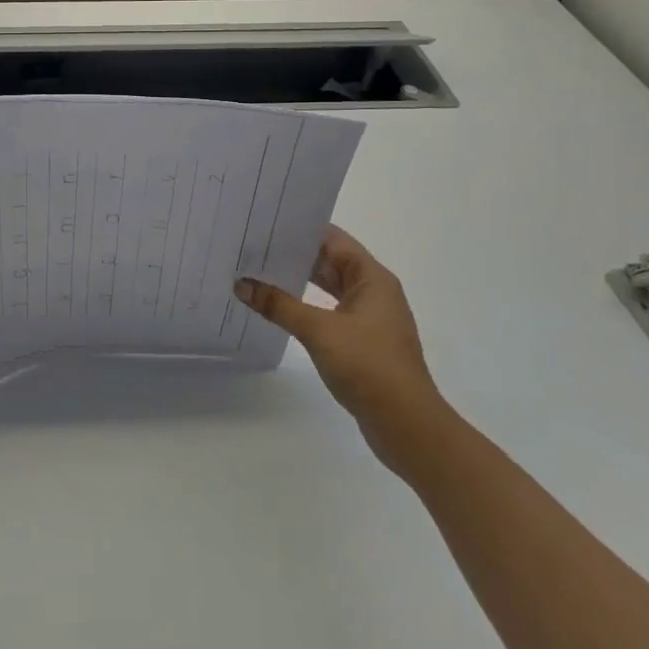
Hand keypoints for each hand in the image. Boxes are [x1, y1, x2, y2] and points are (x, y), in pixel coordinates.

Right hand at [236, 226, 446, 474]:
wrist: (407, 425)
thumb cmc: (369, 366)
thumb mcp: (319, 331)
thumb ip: (279, 305)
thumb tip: (242, 284)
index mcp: (371, 278)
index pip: (332, 239)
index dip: (301, 229)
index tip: (265, 223)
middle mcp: (373, 291)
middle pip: (330, 261)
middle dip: (294, 254)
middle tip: (253, 247)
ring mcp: (369, 318)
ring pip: (328, 288)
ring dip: (298, 281)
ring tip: (258, 273)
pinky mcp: (362, 341)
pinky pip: (329, 311)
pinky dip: (306, 306)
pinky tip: (279, 310)